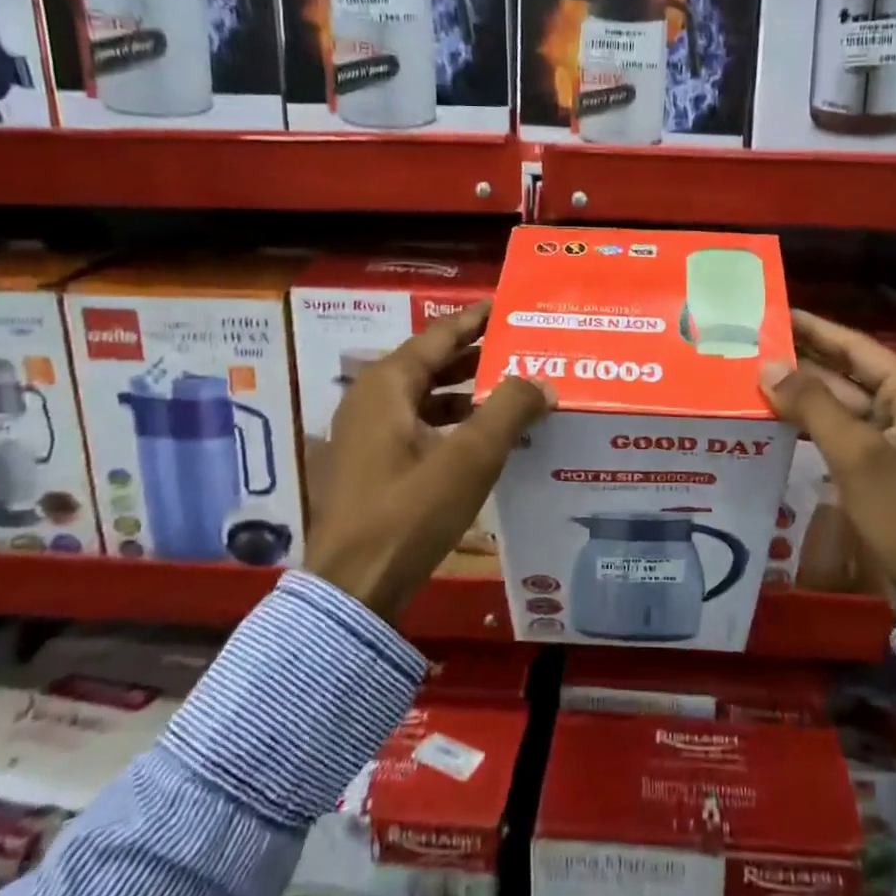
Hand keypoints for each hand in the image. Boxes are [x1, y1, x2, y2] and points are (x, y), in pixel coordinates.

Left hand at [303, 302, 551, 620]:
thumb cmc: (409, 512)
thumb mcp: (470, 458)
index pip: (440, 335)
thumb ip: (510, 410)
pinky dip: (449, 422)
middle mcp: (370, 399)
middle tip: (521, 349)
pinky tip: (482, 438)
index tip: (508, 307)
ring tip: (511, 391)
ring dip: (465, 392)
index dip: (476, 319)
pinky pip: (416, 425)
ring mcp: (364, 434)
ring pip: (424, 397)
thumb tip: (543, 381)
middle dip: (476, 356)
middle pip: (431, 363)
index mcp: (387, 385)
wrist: (352, 588)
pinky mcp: (368, 464)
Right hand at [761, 310, 895, 611]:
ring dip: (804, 394)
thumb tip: (768, 367)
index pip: (856, 347)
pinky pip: (843, 435)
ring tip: (754, 376)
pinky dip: (813, 426)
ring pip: (843, 406)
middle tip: (754, 345)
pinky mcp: (883, 470)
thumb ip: (812, 405)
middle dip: (803, 361)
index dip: (815, 328)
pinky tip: (777, 418)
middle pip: (848, 374)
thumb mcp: (858, 456)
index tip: (774, 313)